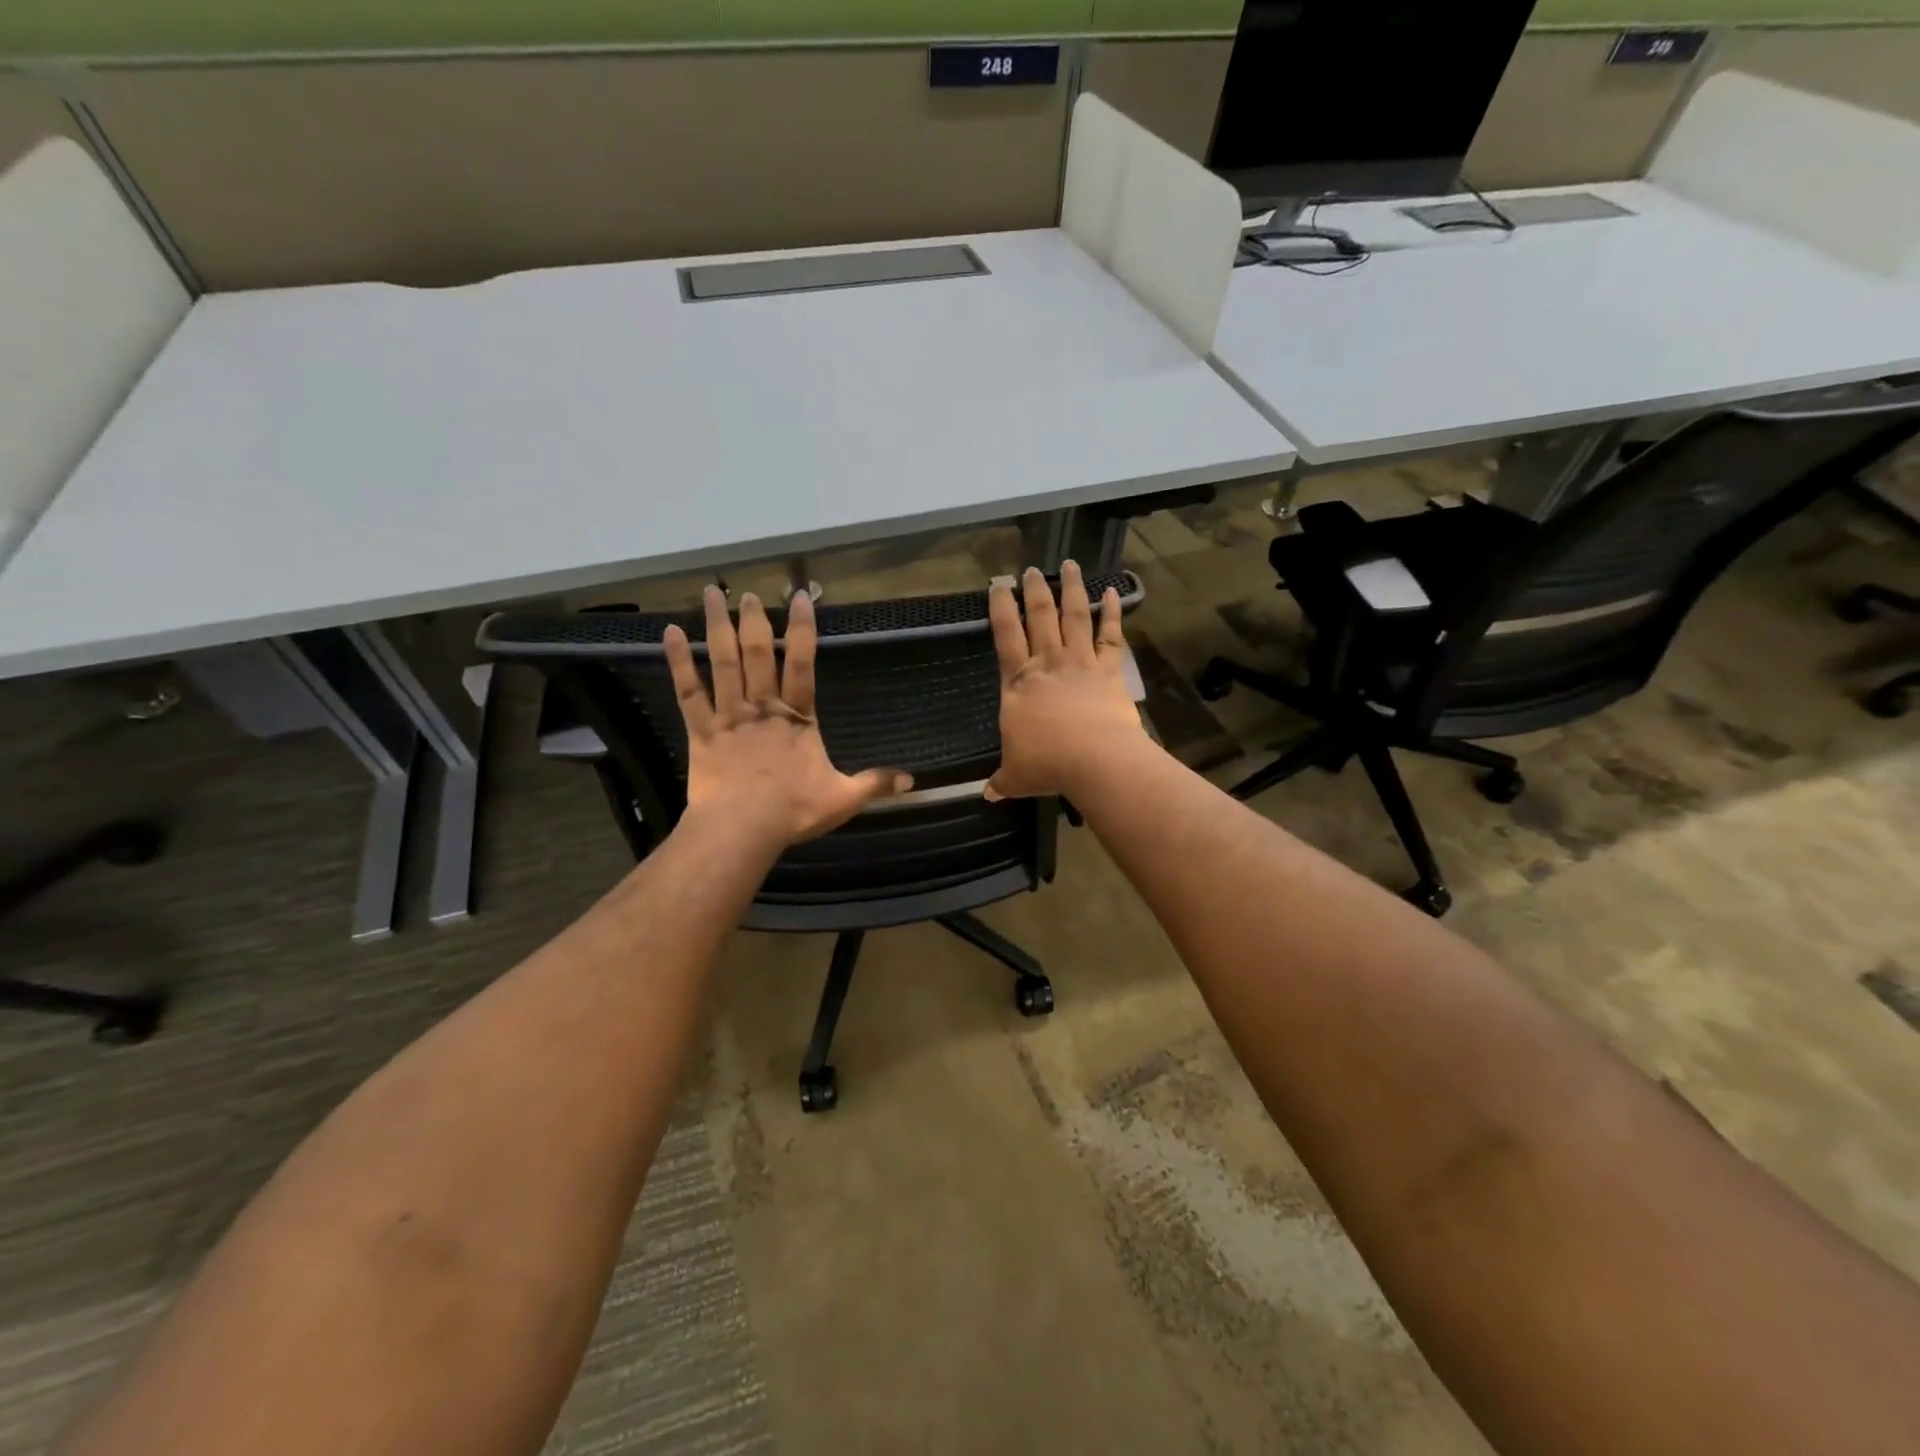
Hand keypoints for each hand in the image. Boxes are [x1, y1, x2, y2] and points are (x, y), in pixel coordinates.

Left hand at [664, 587, 911, 847]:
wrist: (741, 828)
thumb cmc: (792, 810)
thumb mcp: (843, 798)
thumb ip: (874, 783)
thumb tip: (913, 781)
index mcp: (798, 717)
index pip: (803, 663)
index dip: (802, 629)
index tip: (800, 597)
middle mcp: (763, 706)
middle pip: (759, 654)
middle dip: (755, 620)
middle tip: (749, 592)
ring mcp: (729, 715)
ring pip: (723, 662)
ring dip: (718, 627)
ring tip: (712, 594)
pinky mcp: (701, 730)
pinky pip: (688, 691)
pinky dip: (678, 662)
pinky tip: (670, 634)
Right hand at [987, 562, 1146, 801]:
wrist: (1095, 760)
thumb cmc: (1047, 765)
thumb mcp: (1016, 776)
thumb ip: (1002, 780)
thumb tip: (988, 794)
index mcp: (1018, 683)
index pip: (1005, 636)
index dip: (1000, 608)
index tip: (998, 584)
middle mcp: (1047, 663)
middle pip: (1039, 616)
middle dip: (1033, 590)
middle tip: (1031, 569)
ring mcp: (1081, 662)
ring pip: (1074, 616)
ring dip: (1071, 588)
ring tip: (1069, 564)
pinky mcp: (1109, 670)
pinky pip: (1111, 636)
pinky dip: (1112, 612)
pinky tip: (1112, 592)